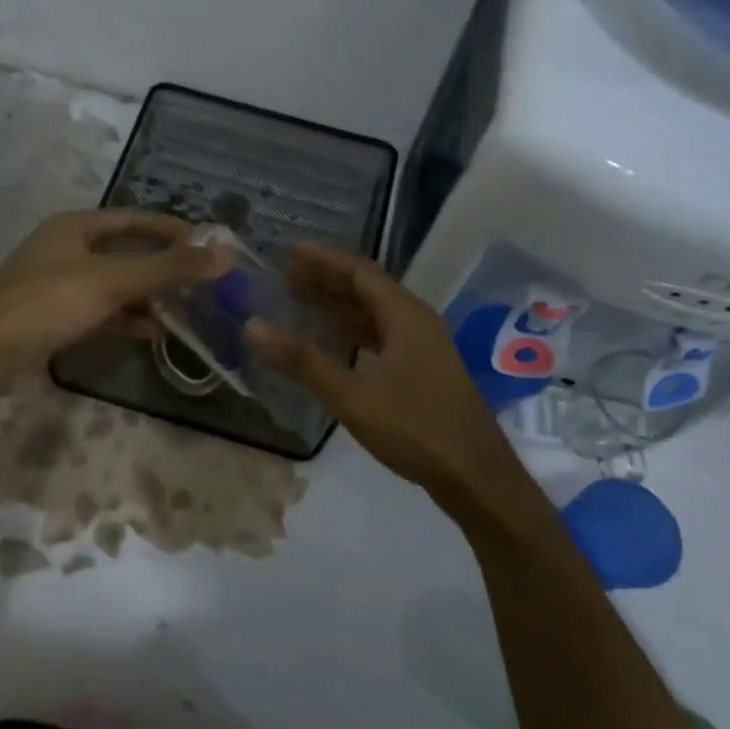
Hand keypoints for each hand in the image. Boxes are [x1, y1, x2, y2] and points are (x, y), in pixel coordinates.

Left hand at [0, 210, 227, 373]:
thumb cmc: (49, 301)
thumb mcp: (112, 280)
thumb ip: (168, 268)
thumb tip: (224, 256)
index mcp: (75, 227)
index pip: (133, 219)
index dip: (170, 229)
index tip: (206, 244)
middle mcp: (67, 250)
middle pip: (126, 253)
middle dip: (163, 267)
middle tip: (201, 280)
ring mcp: (61, 285)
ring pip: (116, 285)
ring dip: (149, 296)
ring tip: (187, 309)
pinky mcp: (57, 317)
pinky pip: (103, 311)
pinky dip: (128, 318)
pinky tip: (155, 332)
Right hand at [247, 244, 516, 503]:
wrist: (476, 477)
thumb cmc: (416, 428)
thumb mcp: (352, 396)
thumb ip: (303, 362)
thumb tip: (253, 327)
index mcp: (405, 316)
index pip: (360, 272)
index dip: (324, 259)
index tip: (289, 251)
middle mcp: (416, 323)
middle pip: (367, 290)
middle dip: (327, 279)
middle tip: (286, 274)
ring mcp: (422, 349)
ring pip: (374, 315)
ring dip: (339, 306)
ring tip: (300, 299)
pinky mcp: (422, 373)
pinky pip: (381, 338)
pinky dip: (353, 333)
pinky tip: (334, 342)